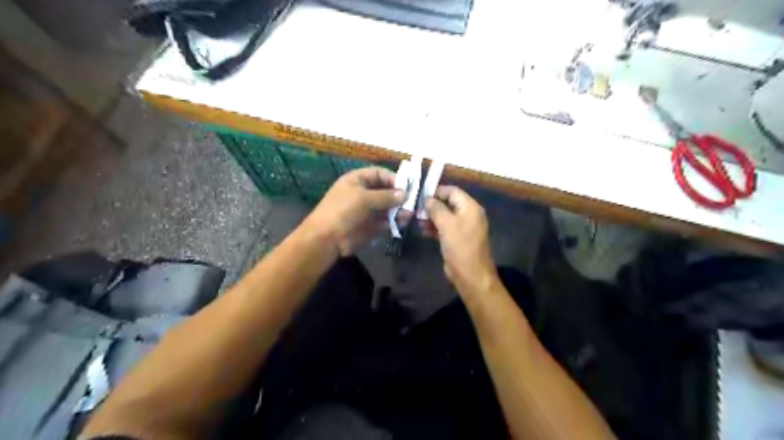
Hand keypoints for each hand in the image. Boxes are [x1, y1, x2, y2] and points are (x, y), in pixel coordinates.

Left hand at [302, 168, 403, 257]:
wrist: (327, 239)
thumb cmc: (343, 211)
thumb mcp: (364, 199)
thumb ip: (386, 196)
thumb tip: (405, 194)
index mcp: (357, 180)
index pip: (378, 174)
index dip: (392, 178)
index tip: (406, 186)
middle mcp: (363, 193)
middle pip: (385, 190)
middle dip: (398, 196)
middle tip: (412, 202)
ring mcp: (367, 210)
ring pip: (388, 207)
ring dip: (398, 209)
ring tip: (408, 214)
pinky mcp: (371, 226)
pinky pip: (386, 221)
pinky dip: (394, 221)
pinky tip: (402, 222)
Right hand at [426, 185, 498, 299]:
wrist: (470, 275)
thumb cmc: (460, 246)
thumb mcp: (446, 224)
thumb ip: (436, 208)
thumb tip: (426, 198)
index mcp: (470, 207)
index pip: (453, 191)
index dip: (437, 191)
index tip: (419, 194)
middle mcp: (468, 214)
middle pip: (448, 203)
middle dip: (432, 205)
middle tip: (415, 208)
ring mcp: (462, 227)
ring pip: (444, 216)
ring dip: (431, 216)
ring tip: (416, 219)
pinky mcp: (456, 238)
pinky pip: (444, 227)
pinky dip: (434, 227)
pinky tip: (422, 229)